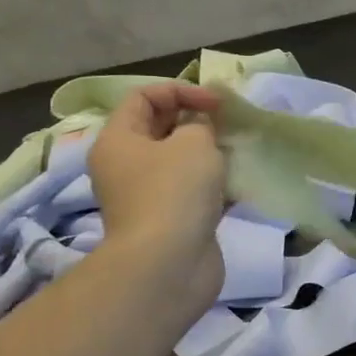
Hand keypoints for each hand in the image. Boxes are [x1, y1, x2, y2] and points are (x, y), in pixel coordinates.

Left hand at [89, 82, 226, 305]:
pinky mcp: (169, 221)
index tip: (217, 104)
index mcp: (118, 140)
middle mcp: (125, 166)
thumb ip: (200, 124)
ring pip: (178, 162)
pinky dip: (213, 186)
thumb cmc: (175, 191)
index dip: (181, 91)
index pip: (143, 97)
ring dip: (207, 154)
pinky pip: (191, 192)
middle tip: (228, 125)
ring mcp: (146, 196)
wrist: (169, 264)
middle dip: (195, 121)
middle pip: (159, 128)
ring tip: (235, 153)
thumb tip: (198, 130)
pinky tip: (237, 187)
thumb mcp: (194, 142)